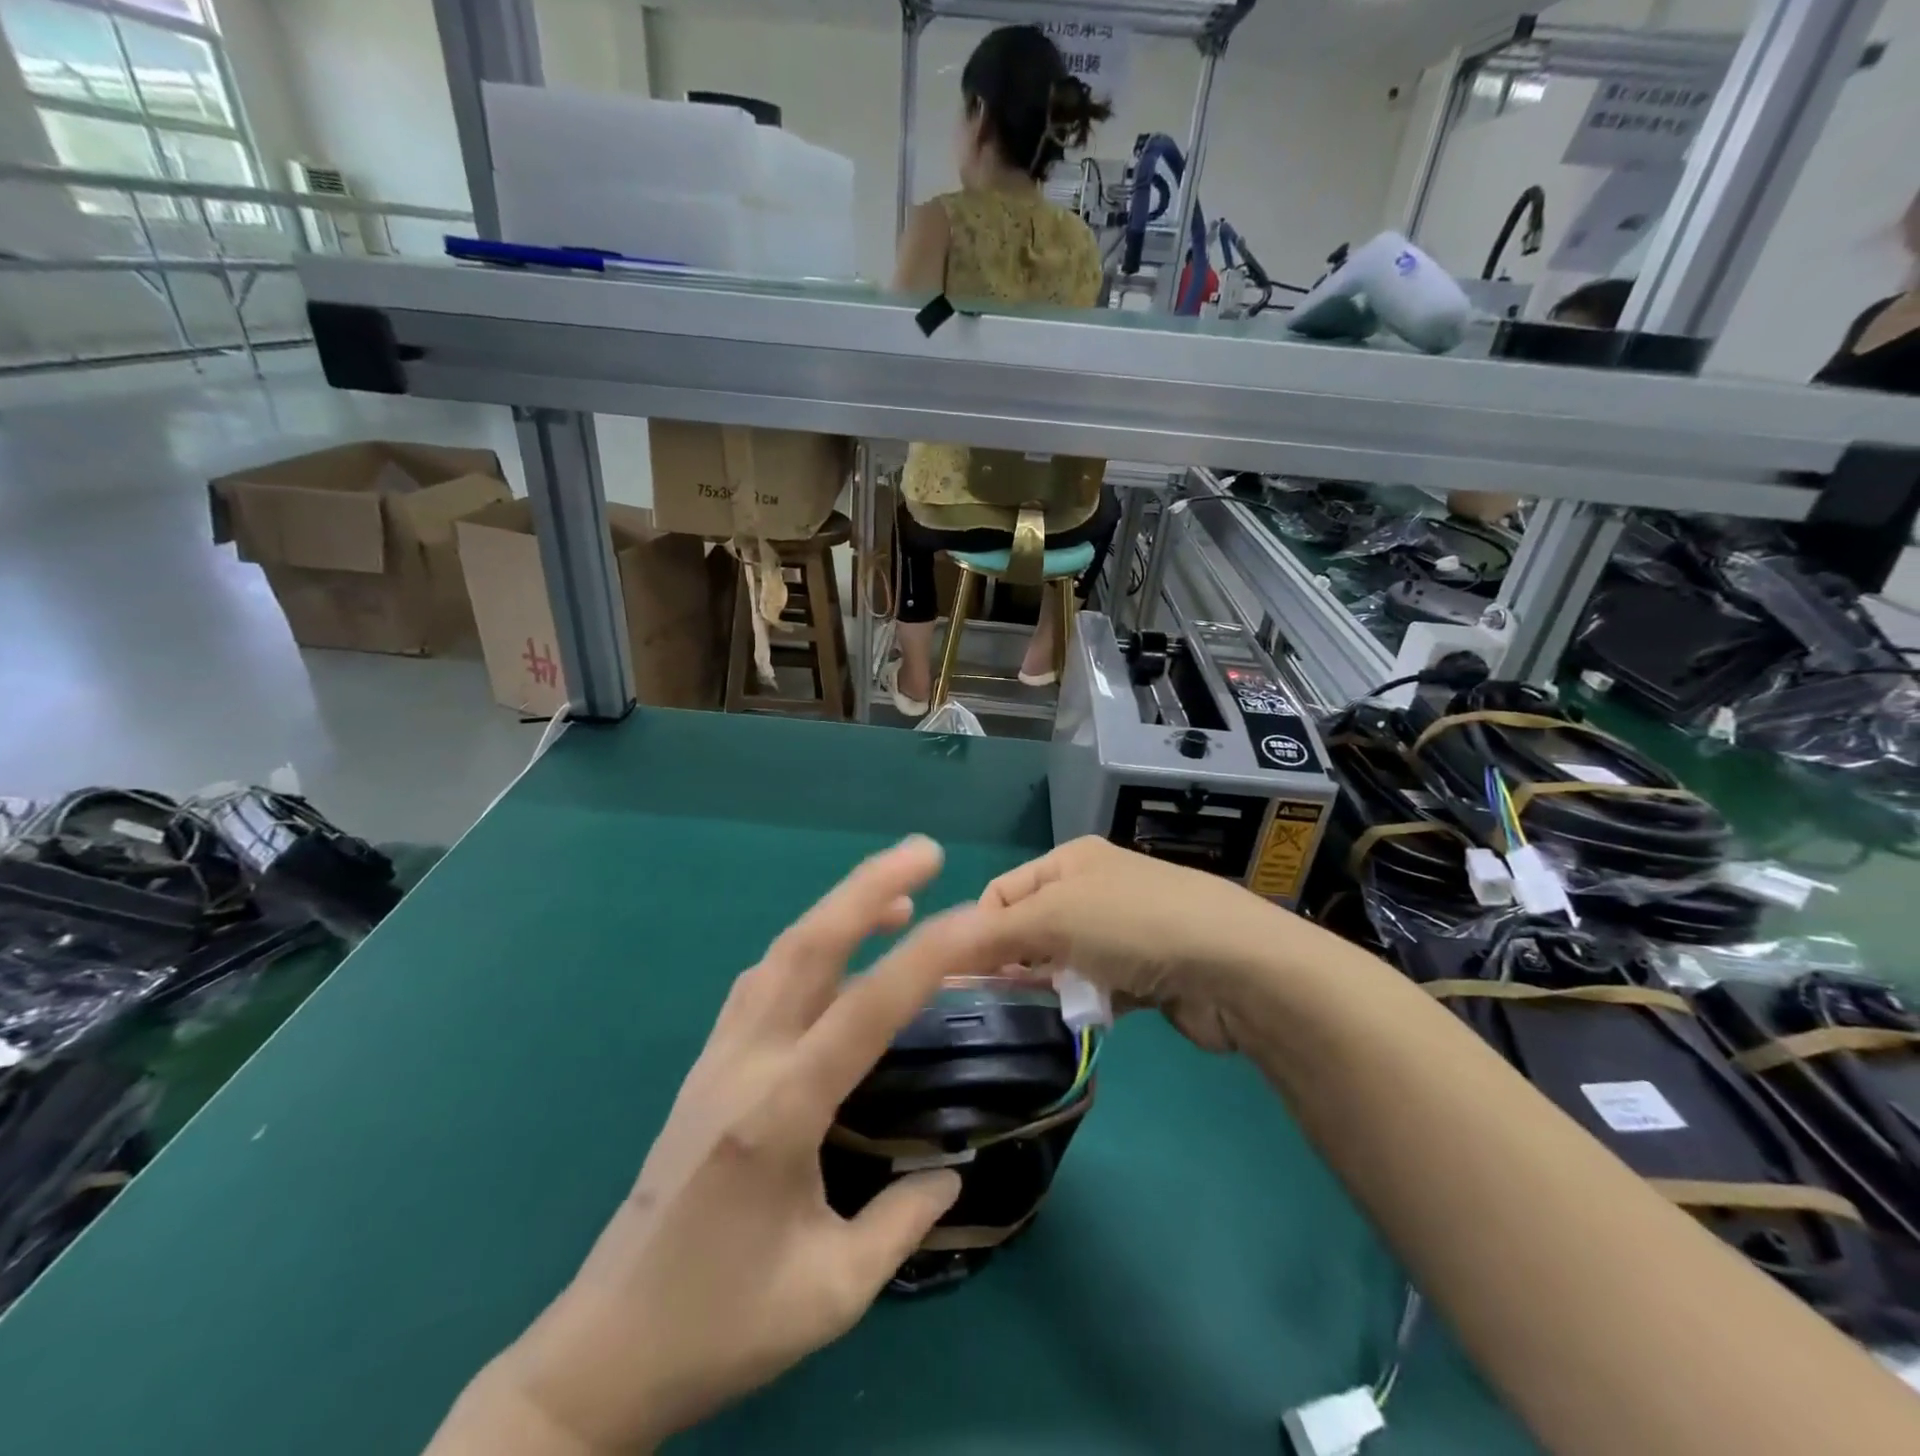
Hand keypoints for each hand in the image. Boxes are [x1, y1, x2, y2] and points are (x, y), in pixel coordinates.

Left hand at [438, 838, 1008, 1453]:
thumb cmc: (722, 1327)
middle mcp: (744, 1063)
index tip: (979, 920)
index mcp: (778, 1114)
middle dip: (867, 887)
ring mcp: (717, 1057)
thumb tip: (951, 1170)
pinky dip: (806, 948)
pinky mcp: (706, 1066)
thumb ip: (902, 1222)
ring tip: (896, 893)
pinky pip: (760, 982)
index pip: (866, 1010)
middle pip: (808, 948)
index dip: (928, 957)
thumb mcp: (831, 1293)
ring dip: (838, 910)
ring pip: (781, 954)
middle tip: (925, 851)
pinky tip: (832, 954)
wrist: (604, 1350)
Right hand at [979, 837, 1289, 1052]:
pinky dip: (1086, 1001)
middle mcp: (1094, 888)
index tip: (966, 974)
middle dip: (1013, 960)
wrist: (1232, 963)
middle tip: (995, 999)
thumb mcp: (1054, 917)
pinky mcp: (1145, 973)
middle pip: (1031, 926)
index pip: (1003, 891)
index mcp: (1071, 860)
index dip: (980, 929)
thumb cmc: (1132, 924)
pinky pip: (1097, 986)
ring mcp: (1122, 931)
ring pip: (1062, 960)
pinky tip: (1085, 1015)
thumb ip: (994, 934)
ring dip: (1049, 983)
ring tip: (1042, 1007)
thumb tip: (942, 950)